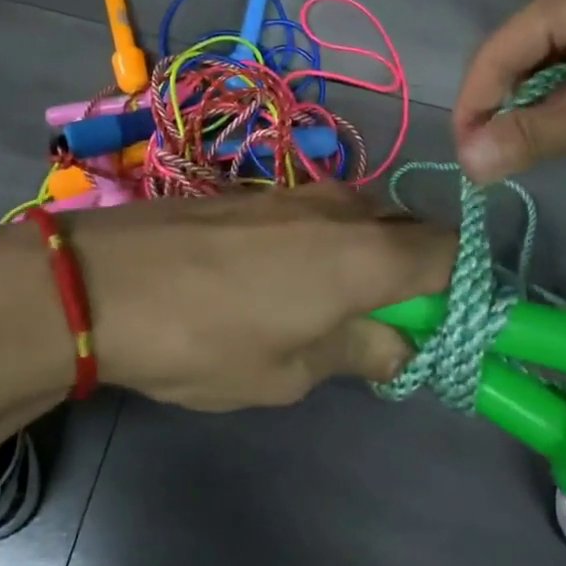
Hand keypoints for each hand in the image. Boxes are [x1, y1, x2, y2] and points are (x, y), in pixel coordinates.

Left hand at [66, 185, 454, 409]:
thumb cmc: (205, 340)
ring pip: (364, 219)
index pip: (451, 254)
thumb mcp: (289, 372)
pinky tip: (288, 279)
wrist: (103, 280)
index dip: (462, 287)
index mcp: (368, 255)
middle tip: (390, 323)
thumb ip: (357, 351)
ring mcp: (299, 193)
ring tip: (334, 307)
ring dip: (369, 256)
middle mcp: (345, 209)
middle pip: (410, 231)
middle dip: (415, 272)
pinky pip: (322, 215)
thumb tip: (399, 343)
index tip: (447, 323)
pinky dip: (329, 243)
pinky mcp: (261, 193)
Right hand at [453, 0, 565, 182]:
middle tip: (491, 166)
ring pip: (557, 70)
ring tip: (524, 158)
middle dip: (504, 110)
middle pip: (524, 56)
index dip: (474, 106)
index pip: (499, 50)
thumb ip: (533, 136)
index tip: (465, 161)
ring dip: (539, 113)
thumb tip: (464, 162)